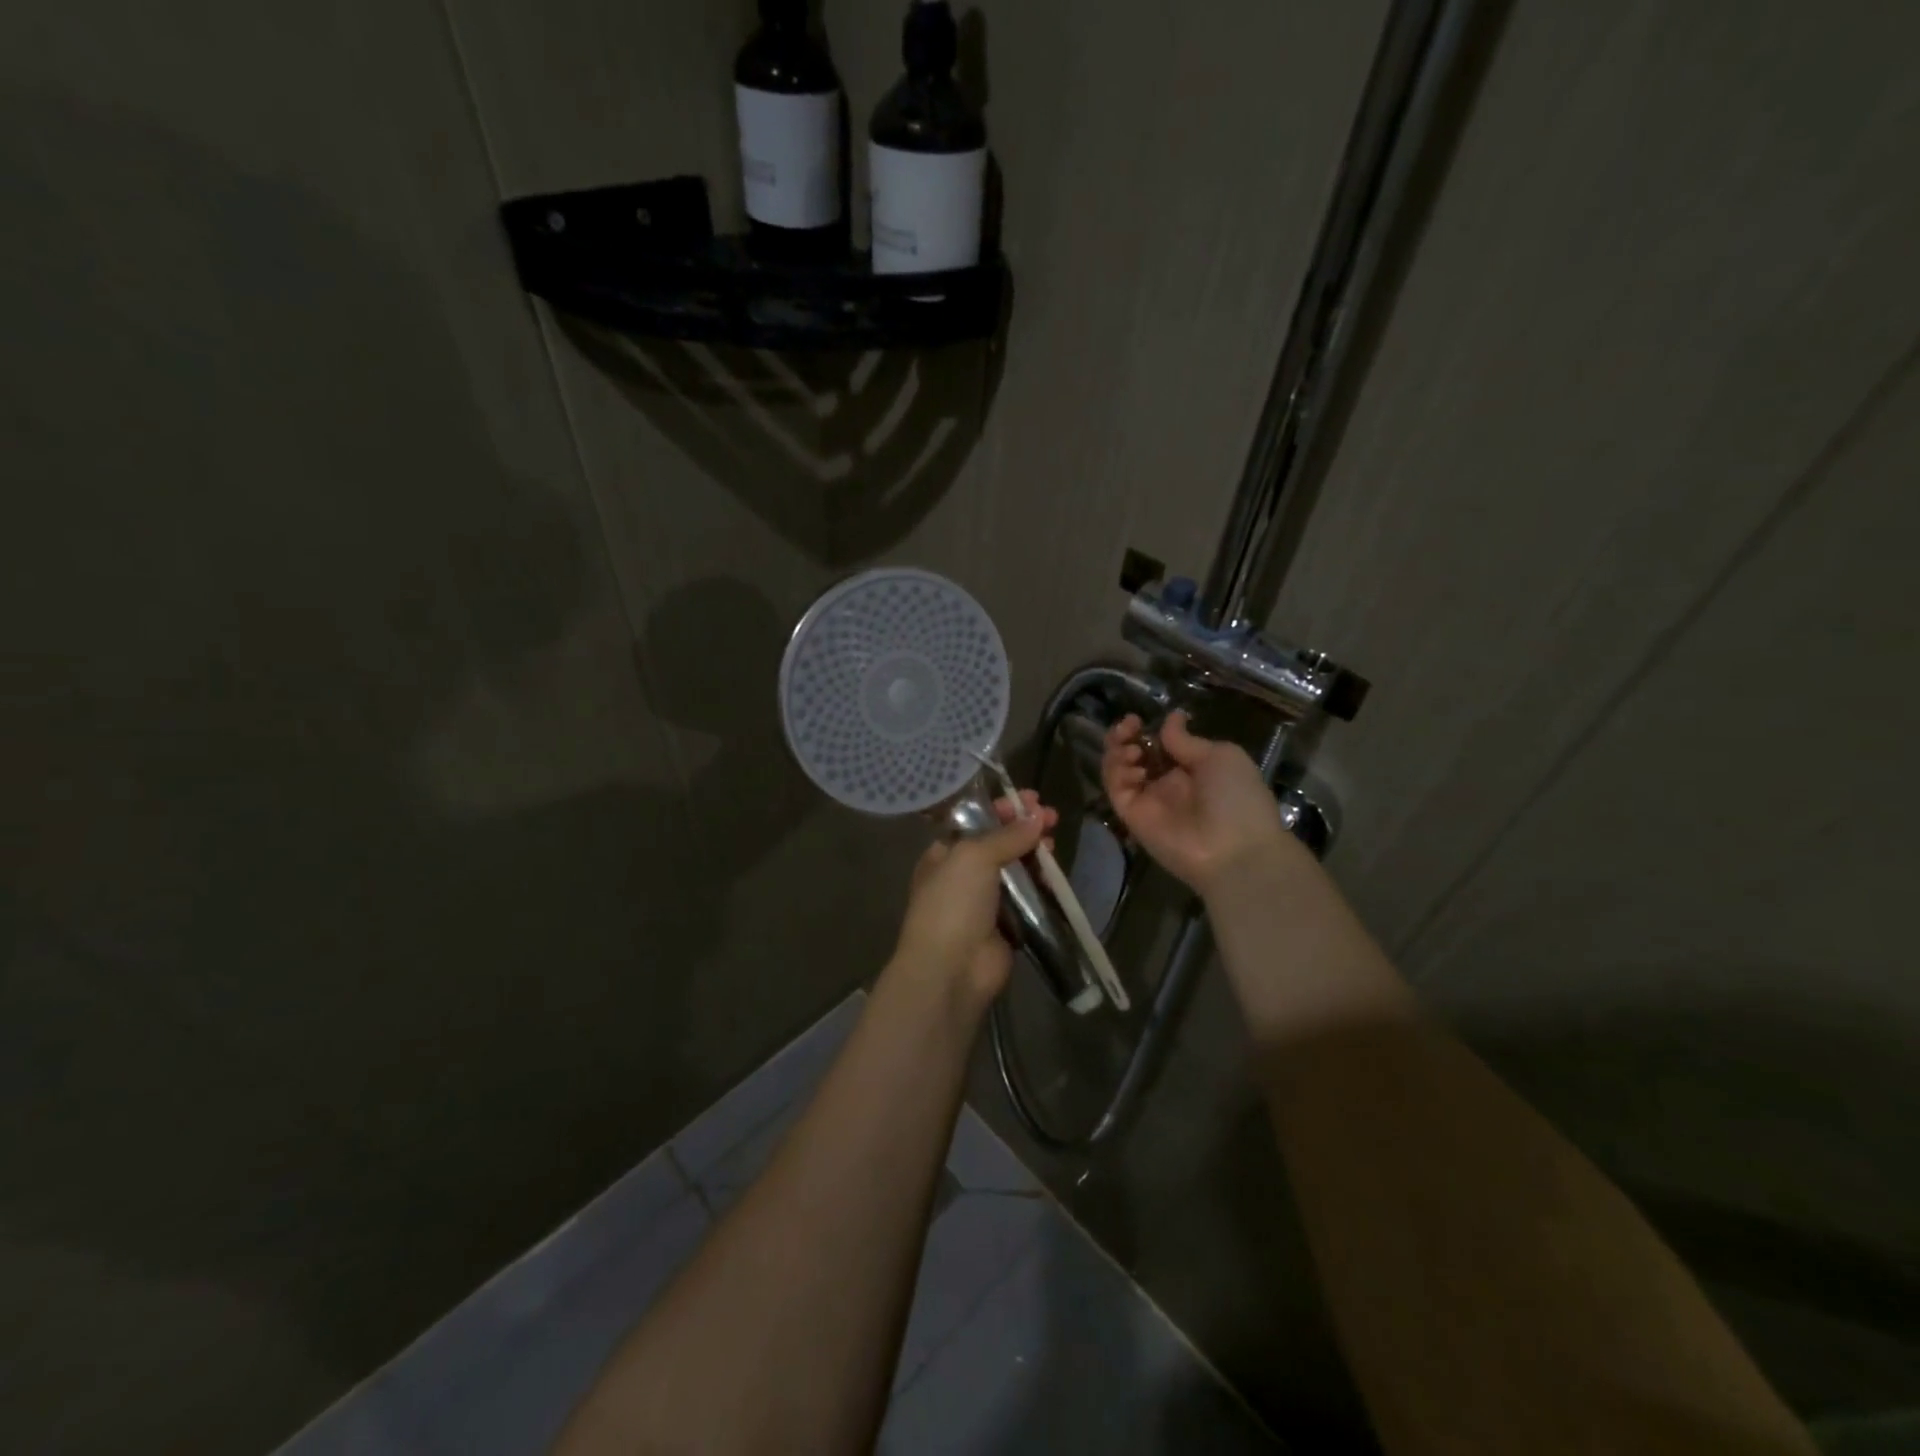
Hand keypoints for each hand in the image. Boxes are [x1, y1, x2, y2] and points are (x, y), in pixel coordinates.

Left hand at [891, 792, 1057, 1006]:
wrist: (951, 969)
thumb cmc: (953, 903)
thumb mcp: (973, 857)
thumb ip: (1007, 836)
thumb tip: (1037, 817)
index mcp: (944, 854)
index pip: (976, 822)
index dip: (1003, 810)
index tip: (1032, 800)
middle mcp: (963, 876)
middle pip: (1000, 844)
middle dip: (1024, 829)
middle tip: (1052, 818)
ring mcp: (985, 902)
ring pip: (1016, 870)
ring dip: (1035, 855)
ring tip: (1053, 845)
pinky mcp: (1008, 926)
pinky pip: (1028, 898)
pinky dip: (1041, 885)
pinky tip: (1054, 874)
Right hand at [1102, 711, 1288, 897]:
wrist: (1234, 851)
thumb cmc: (1237, 798)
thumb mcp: (1220, 756)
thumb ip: (1186, 740)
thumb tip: (1171, 718)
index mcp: (1192, 768)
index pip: (1159, 744)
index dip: (1147, 730)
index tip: (1139, 719)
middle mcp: (1167, 783)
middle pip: (1134, 754)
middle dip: (1124, 736)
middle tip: (1126, 727)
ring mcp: (1148, 800)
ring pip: (1119, 770)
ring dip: (1118, 752)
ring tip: (1131, 750)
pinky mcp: (1132, 816)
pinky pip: (1116, 790)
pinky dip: (1116, 772)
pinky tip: (1134, 766)